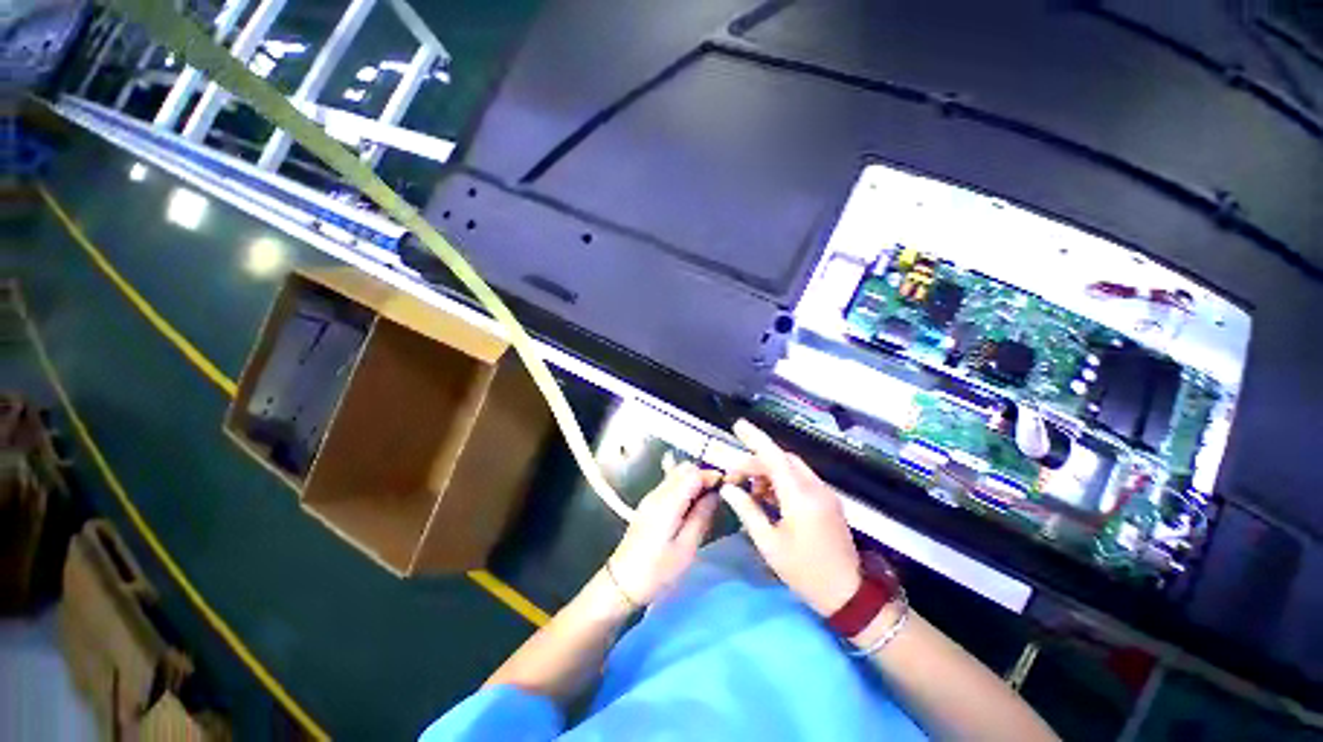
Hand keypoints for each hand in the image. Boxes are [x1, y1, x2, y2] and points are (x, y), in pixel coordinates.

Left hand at [607, 462, 721, 606]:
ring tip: (709, 500)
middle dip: (704, 476)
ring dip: (694, 481)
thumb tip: (715, 494)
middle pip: (684, 469)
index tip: (727, 486)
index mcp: (667, 503)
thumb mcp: (686, 548)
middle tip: (720, 493)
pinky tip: (693, 506)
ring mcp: (651, 497)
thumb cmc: (656, 572)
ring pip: (676, 475)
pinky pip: (670, 485)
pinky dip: (685, 488)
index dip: (712, 476)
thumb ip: (701, 516)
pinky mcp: (649, 504)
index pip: (693, 473)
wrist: (621, 583)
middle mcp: (657, 493)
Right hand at [719, 420, 861, 616]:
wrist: (849, 595)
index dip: (755, 438)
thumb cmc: (804, 572)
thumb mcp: (769, 544)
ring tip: (751, 491)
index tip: (738, 425)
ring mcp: (825, 493)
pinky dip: (782, 481)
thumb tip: (728, 489)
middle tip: (735, 477)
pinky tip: (770, 498)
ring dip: (769, 472)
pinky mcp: (829, 501)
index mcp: (800, 497)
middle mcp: (815, 488)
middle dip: (757, 462)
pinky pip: (801, 479)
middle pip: (782, 460)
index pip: (774, 457)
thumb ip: (747, 511)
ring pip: (792, 468)